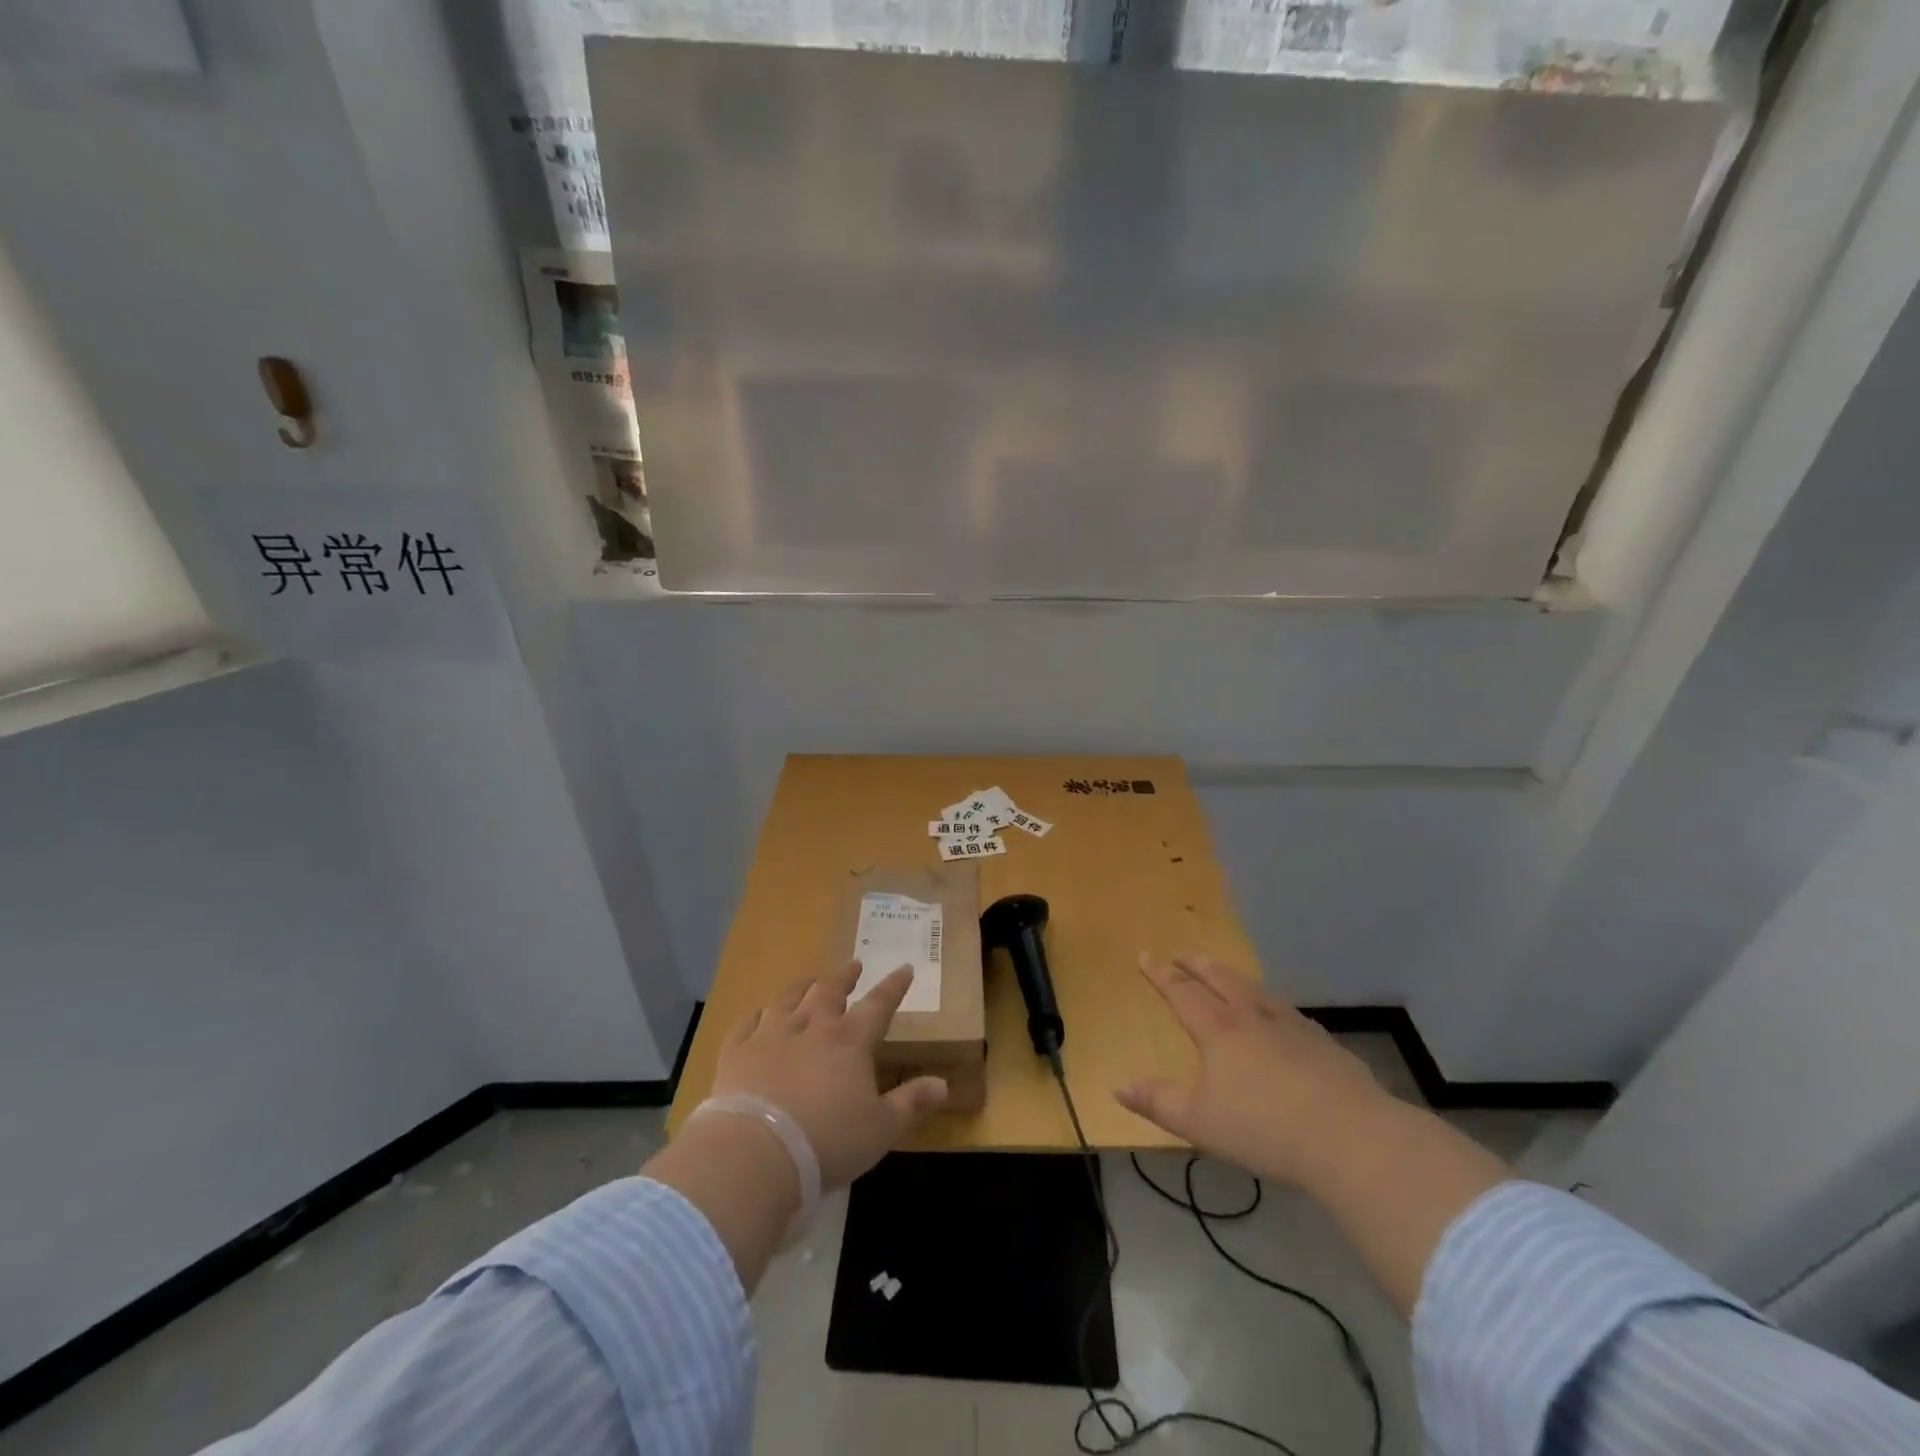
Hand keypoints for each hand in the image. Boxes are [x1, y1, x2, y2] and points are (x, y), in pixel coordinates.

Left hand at [713, 961, 948, 1190]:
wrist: (755, 1153)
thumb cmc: (827, 1142)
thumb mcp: (881, 1129)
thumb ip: (912, 1103)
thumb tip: (943, 1084)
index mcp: (850, 1041)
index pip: (879, 1004)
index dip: (894, 986)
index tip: (904, 968)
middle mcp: (812, 1026)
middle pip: (830, 990)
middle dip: (845, 977)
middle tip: (853, 967)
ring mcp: (770, 1034)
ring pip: (789, 998)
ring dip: (802, 987)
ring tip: (809, 981)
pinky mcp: (736, 1051)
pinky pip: (747, 1022)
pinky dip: (756, 1015)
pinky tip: (758, 1015)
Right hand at [1115, 954, 1391, 1186]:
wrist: (1348, 1137)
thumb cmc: (1263, 1128)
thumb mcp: (1198, 1122)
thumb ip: (1157, 1102)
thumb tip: (1118, 1086)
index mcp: (1217, 1029)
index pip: (1181, 991)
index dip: (1160, 973)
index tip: (1145, 955)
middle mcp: (1252, 1016)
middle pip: (1220, 978)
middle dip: (1197, 964)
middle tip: (1182, 954)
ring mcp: (1292, 1026)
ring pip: (1255, 989)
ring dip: (1234, 977)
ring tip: (1226, 975)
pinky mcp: (1323, 1043)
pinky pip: (1288, 1012)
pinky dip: (1272, 1004)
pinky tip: (1280, 1015)